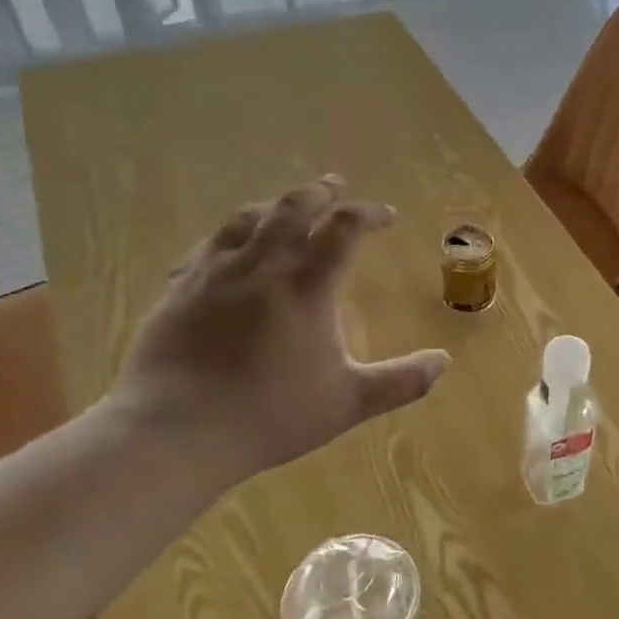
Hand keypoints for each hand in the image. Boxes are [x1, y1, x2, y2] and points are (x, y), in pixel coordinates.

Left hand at [107, 177, 449, 488]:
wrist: (174, 432)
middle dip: (320, 192)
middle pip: (292, 209)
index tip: (386, 215)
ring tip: (285, 206)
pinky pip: (206, 248)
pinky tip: (226, 249)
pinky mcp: (178, 291)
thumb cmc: (269, 416)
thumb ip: (401, 382)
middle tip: (335, 185)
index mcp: (305, 288)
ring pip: (246, 220)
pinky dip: (229, 237)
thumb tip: (443, 362)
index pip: (343, 230)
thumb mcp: (348, 403)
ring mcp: (213, 276)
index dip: (368, 214)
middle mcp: (260, 268)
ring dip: (273, 206)